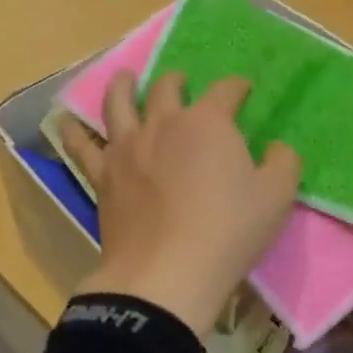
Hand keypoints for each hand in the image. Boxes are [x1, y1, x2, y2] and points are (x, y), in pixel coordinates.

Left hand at [59, 71, 300, 335]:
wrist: (167, 273)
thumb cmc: (228, 231)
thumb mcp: (276, 196)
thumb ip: (283, 163)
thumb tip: (277, 148)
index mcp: (208, 122)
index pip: (226, 91)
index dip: (237, 87)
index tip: (243, 90)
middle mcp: (164, 123)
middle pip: (168, 88)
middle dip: (178, 80)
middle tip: (182, 82)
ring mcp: (128, 147)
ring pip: (119, 102)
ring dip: (124, 86)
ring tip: (126, 78)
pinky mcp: (103, 174)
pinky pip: (83, 145)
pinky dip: (75, 130)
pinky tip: (68, 121)